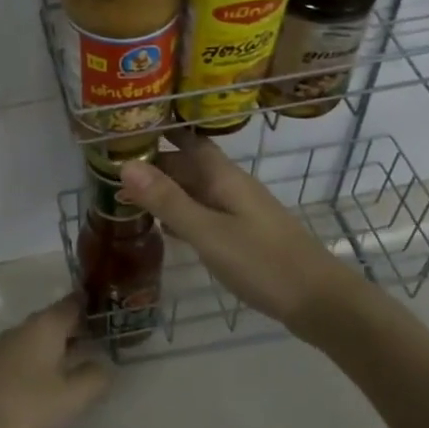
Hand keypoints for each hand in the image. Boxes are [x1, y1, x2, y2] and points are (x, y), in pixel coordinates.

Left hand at [0, 297, 109, 427]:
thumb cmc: (26, 408)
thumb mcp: (71, 397)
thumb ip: (94, 378)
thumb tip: (104, 366)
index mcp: (44, 325)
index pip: (73, 303)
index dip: (92, 304)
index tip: (112, 308)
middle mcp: (24, 329)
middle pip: (56, 319)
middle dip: (79, 326)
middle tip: (106, 336)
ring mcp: (6, 348)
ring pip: (41, 339)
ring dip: (62, 346)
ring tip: (86, 359)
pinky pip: (28, 356)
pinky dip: (46, 361)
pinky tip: (55, 381)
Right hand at [117, 129, 366, 329]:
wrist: (320, 302)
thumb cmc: (262, 262)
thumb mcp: (208, 231)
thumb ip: (167, 200)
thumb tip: (125, 164)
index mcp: (223, 175)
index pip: (186, 138)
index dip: (159, 129)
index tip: (123, 125)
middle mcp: (230, 185)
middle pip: (187, 164)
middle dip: (153, 162)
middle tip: (109, 165)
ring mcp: (238, 210)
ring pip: (194, 189)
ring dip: (164, 188)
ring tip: (124, 192)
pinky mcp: (242, 234)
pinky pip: (203, 212)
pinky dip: (180, 213)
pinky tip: (161, 226)